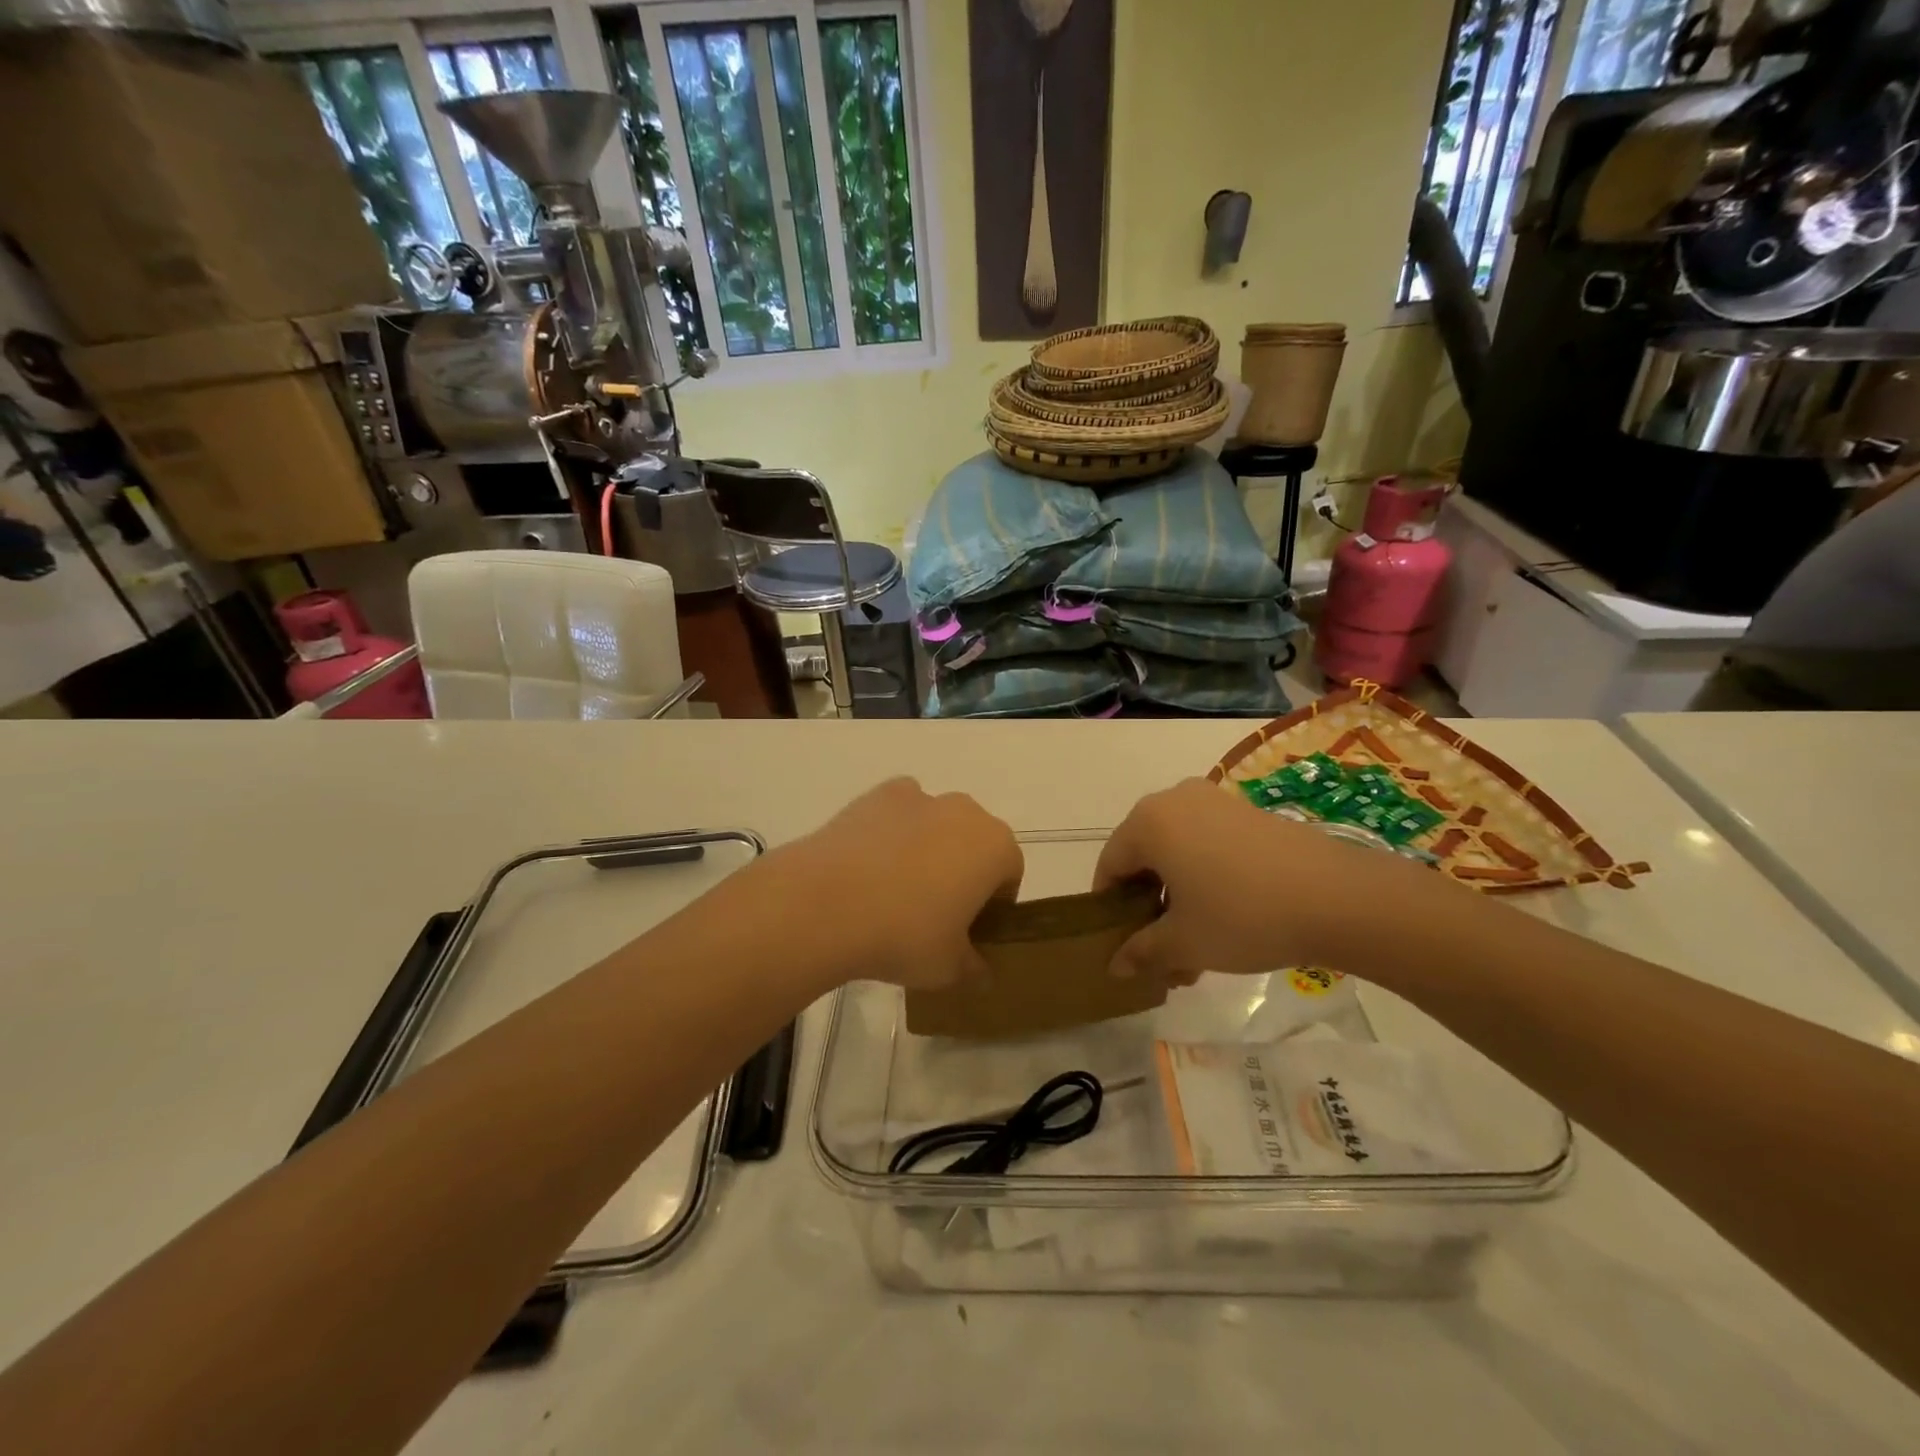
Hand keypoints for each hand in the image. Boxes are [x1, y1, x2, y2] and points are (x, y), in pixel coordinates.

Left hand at [769, 778, 1023, 990]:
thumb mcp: (948, 968)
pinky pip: (899, 813)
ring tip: (894, 890)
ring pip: (936, 824)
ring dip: (928, 849)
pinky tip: (869, 865)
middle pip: (975, 842)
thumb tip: (980, 970)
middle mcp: (965, 811)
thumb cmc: (904, 935)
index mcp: (995, 847)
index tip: (969, 932)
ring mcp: (920, 797)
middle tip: (934, 913)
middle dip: (963, 871)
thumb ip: (973, 967)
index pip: (1009, 874)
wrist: (826, 903)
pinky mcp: (878, 794)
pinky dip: (893, 832)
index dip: (993, 905)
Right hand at [1094, 778, 1444, 980]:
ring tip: (1197, 945)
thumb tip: (1115, 966)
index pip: (1110, 865)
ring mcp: (1215, 802)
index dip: (1110, 909)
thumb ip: (1141, 951)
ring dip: (1178, 897)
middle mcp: (1175, 800)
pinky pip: (1208, 843)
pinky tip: (1227, 918)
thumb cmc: (1243, 915)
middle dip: (1148, 907)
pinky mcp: (1249, 812)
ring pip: (1178, 852)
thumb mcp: (1184, 942)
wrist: (1338, 897)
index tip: (1122, 945)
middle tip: (1162, 952)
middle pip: (1144, 857)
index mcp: (1148, 822)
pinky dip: (1205, 878)